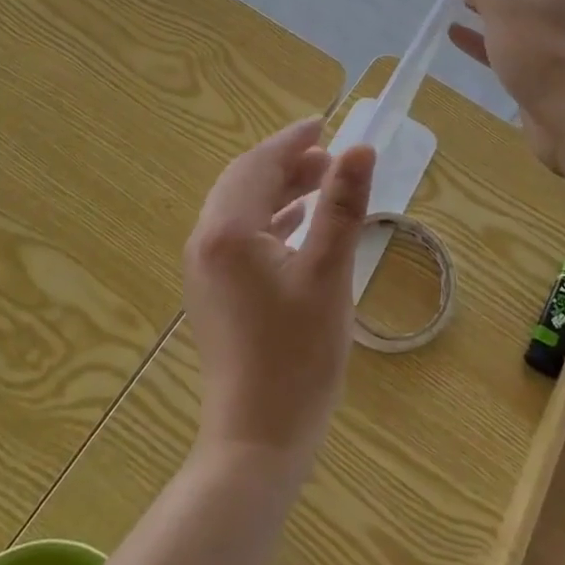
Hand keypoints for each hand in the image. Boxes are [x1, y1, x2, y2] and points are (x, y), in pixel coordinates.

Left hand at [183, 119, 376, 473]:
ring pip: (240, 209)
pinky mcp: (213, 294)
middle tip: (329, 158)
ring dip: (278, 191)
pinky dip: (269, 221)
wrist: (257, 441)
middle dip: (286, 164)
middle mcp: (206, 242)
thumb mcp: (329, 272)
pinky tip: (299, 228)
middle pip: (243, 182)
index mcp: (228, 231)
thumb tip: (360, 148)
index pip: (259, 165)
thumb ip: (342, 205)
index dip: (292, 141)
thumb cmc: (297, 355)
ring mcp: (205, 270)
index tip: (324, 124)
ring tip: (322, 186)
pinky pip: (238, 237)